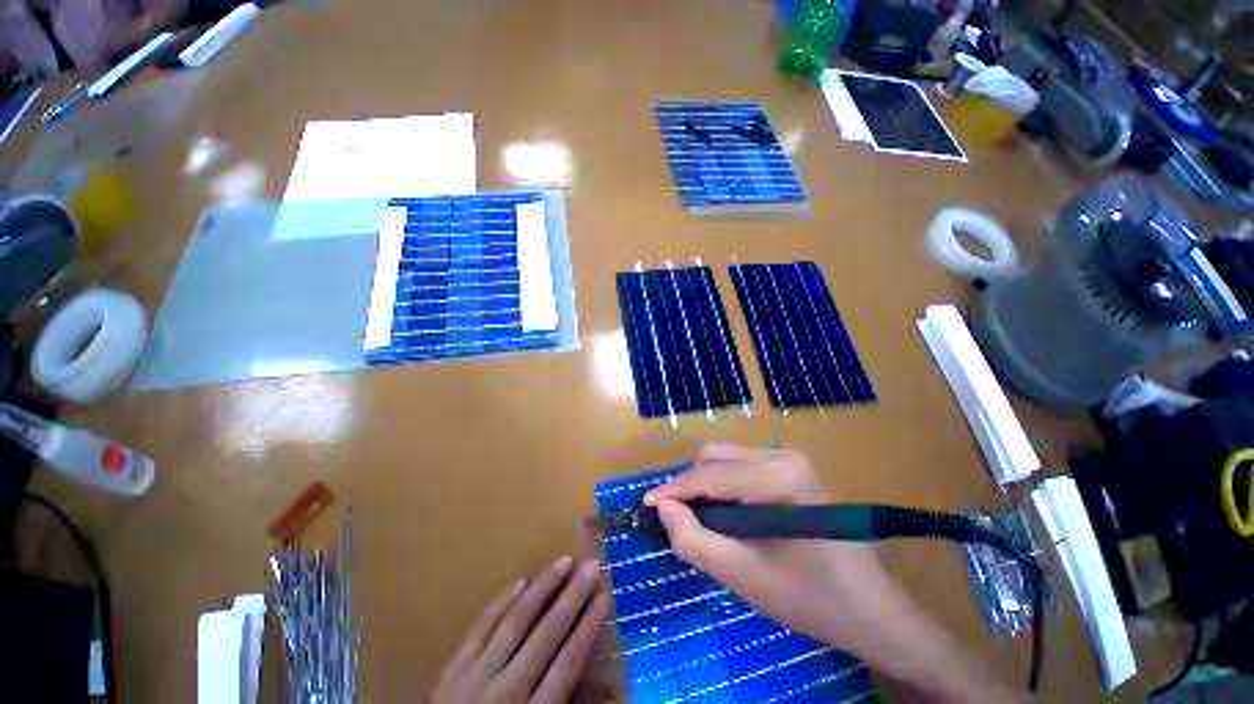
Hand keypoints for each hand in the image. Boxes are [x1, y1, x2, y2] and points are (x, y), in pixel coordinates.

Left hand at [434, 556, 610, 703]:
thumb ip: (561, 701)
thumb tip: (585, 663)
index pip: (566, 666)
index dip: (587, 629)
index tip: (604, 597)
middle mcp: (503, 692)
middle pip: (545, 635)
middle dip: (572, 597)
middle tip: (591, 566)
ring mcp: (473, 676)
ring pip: (514, 621)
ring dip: (542, 587)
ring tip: (563, 561)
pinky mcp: (452, 668)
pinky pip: (482, 625)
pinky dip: (503, 601)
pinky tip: (522, 581)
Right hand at [647, 444, 1027, 701]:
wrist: (870, 609)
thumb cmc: (810, 598)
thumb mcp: (743, 577)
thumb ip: (694, 540)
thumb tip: (662, 507)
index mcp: (778, 477)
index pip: (710, 476)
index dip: (673, 490)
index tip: (645, 504)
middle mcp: (782, 455)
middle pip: (715, 458)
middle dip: (689, 487)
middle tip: (676, 520)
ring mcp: (788, 458)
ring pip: (725, 459)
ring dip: (704, 486)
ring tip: (700, 521)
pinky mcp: (790, 467)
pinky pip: (739, 466)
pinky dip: (721, 486)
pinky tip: (723, 514)